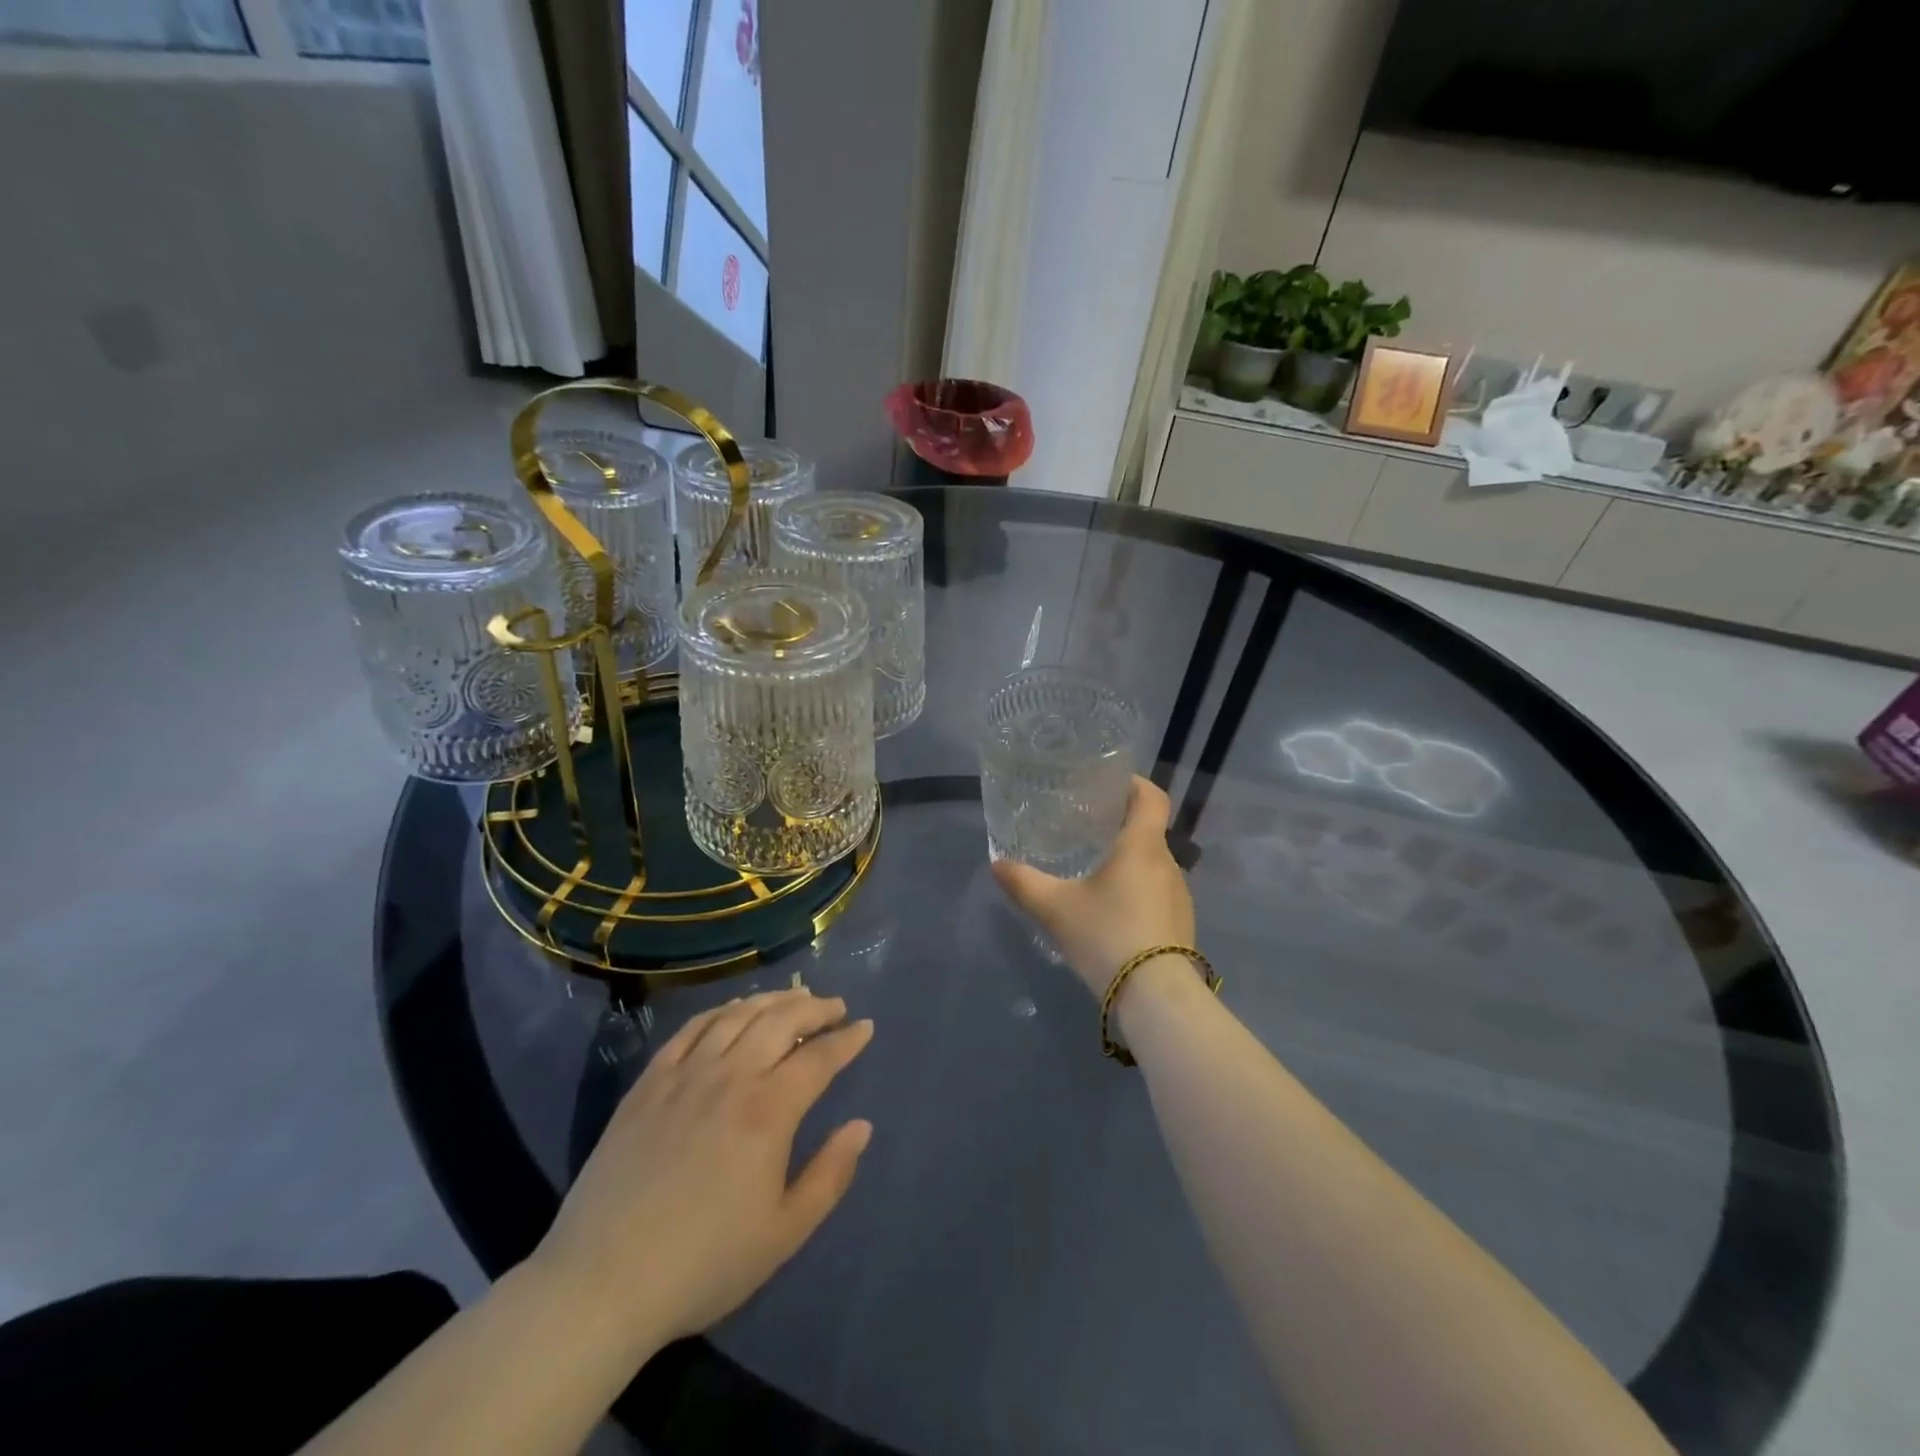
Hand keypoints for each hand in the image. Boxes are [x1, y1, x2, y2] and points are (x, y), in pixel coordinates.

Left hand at [533, 989, 873, 1356]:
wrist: (602, 1282)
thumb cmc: (704, 1263)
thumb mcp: (784, 1233)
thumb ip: (830, 1174)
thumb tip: (861, 1126)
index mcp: (769, 1110)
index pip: (819, 1057)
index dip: (847, 1039)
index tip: (865, 1027)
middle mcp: (731, 1076)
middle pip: (781, 1020)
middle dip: (816, 1008)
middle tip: (835, 1007)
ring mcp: (686, 1073)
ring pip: (738, 1015)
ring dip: (773, 1000)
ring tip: (793, 999)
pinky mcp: (649, 1082)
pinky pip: (691, 1029)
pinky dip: (721, 1011)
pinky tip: (733, 1012)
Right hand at [992, 776, 1195, 997]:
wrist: (1157, 997)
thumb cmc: (1107, 935)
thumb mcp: (1055, 908)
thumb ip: (1024, 883)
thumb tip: (997, 864)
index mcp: (1142, 846)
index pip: (1151, 796)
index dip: (1133, 783)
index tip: (1109, 783)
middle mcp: (1168, 863)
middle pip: (1149, 830)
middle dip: (1121, 825)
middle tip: (1087, 827)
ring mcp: (1180, 896)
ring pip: (1153, 864)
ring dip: (1129, 860)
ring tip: (1095, 869)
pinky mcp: (1181, 924)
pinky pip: (1158, 892)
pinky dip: (1137, 888)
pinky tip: (1112, 909)